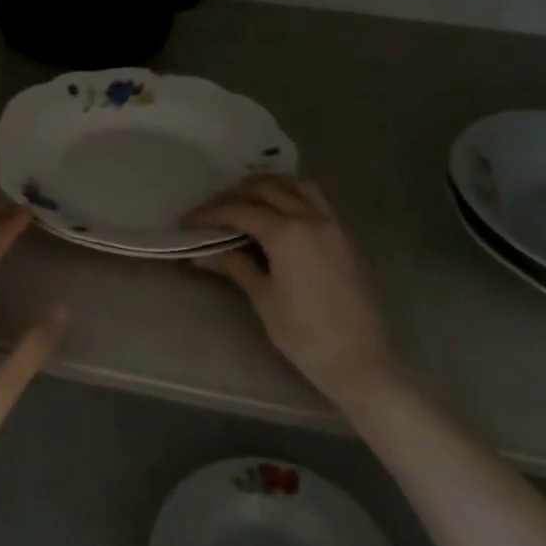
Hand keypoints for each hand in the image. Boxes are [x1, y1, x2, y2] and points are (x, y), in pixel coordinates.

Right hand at [188, 176, 394, 406]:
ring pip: (295, 185)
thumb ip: (234, 265)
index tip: (187, 222)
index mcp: (287, 233)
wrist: (359, 359)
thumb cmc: (304, 334)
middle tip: (211, 212)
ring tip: (243, 201)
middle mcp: (310, 218)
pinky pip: (314, 199)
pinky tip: (276, 212)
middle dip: (233, 195)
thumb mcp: (263, 298)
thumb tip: (200, 253)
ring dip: (266, 186)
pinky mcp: (343, 236)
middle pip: (266, 189)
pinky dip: (291, 195)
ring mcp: (331, 224)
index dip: (209, 214)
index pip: (240, 210)